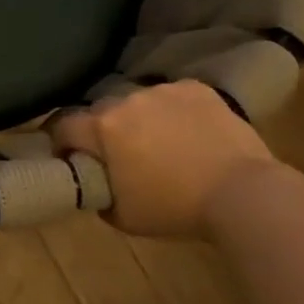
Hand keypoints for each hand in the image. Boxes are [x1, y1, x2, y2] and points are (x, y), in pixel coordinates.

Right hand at [51, 81, 276, 238]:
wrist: (243, 194)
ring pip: (138, 102)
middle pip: (101, 111)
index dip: (60, 142)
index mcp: (102, 128)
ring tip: (161, 143)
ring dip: (140, 119)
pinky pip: (172, 96)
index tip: (69, 157)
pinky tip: (190, 133)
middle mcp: (125, 100)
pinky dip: (174, 112)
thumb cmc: (175, 209)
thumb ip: (98, 192)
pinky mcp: (195, 88)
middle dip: (103, 131)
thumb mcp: (122, 215)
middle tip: (120, 155)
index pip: (62, 126)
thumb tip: (94, 182)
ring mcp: (163, 90)